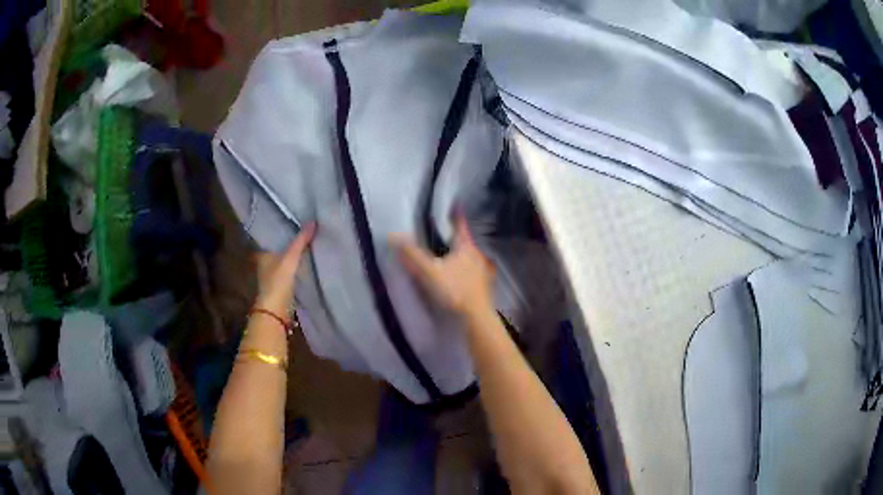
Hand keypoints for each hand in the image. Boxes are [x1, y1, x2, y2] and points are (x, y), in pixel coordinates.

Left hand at [254, 223, 316, 314]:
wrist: (276, 311)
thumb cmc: (278, 281)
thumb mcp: (290, 258)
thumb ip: (300, 241)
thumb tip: (313, 221)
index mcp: (262, 254)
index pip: (270, 238)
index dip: (278, 230)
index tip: (290, 222)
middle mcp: (265, 264)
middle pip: (277, 250)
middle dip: (287, 243)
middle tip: (302, 231)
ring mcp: (272, 277)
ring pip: (283, 261)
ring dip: (292, 256)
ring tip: (307, 245)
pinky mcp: (281, 287)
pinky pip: (289, 271)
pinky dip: (295, 267)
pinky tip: (305, 264)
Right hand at [391, 213, 494, 318]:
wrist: (475, 317)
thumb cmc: (454, 290)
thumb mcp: (429, 271)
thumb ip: (411, 254)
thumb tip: (392, 236)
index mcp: (465, 247)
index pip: (460, 226)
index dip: (457, 216)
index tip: (456, 205)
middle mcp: (476, 256)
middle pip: (466, 242)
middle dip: (458, 237)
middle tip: (448, 233)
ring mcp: (482, 272)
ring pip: (471, 257)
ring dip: (462, 254)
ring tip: (452, 254)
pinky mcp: (482, 286)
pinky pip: (472, 271)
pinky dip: (465, 269)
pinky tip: (459, 276)